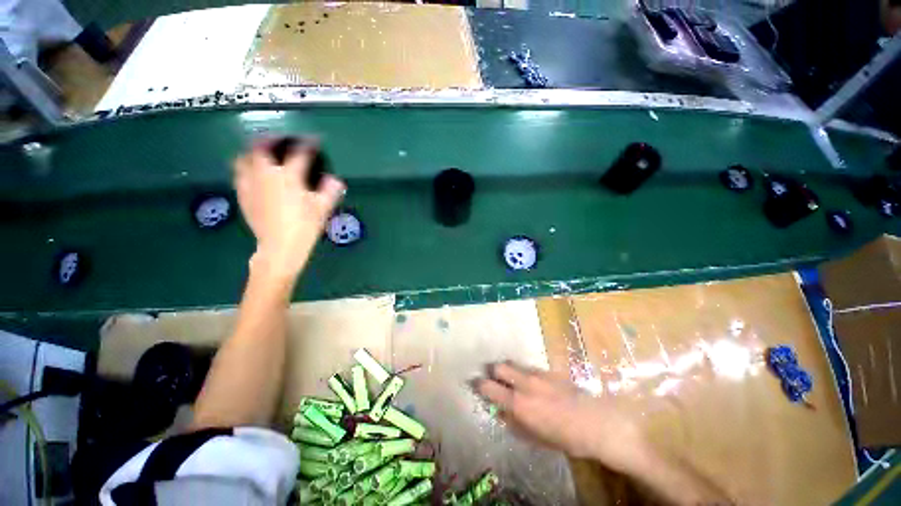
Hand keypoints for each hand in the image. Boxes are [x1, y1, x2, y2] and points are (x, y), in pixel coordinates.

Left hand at [234, 140, 344, 278]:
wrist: (279, 247)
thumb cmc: (304, 227)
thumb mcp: (322, 209)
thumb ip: (329, 191)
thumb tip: (336, 180)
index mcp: (289, 177)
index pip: (299, 154)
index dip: (308, 145)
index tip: (314, 140)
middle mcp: (266, 175)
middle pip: (262, 148)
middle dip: (271, 139)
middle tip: (280, 139)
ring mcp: (251, 184)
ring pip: (244, 158)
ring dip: (253, 150)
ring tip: (261, 151)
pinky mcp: (243, 195)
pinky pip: (239, 173)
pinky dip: (245, 167)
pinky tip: (252, 172)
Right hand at [476, 362, 649, 473]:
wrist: (598, 423)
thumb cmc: (566, 438)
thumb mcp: (536, 438)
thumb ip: (515, 423)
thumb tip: (500, 412)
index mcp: (519, 404)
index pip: (490, 388)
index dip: (480, 385)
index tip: (476, 384)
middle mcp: (525, 384)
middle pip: (500, 367)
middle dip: (493, 372)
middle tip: (494, 379)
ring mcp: (538, 374)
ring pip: (514, 364)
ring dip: (508, 370)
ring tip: (511, 379)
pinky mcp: (550, 371)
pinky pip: (530, 367)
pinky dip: (524, 372)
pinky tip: (532, 382)